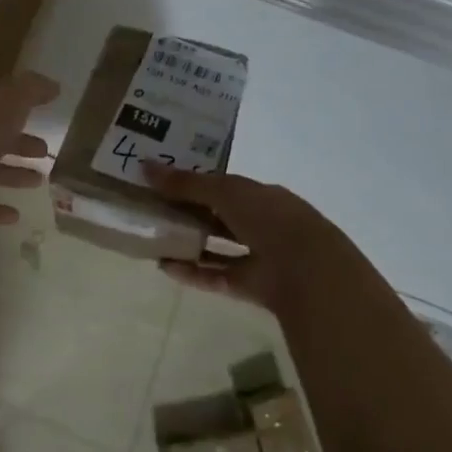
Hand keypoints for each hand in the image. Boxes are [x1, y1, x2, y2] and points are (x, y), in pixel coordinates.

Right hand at [143, 166, 366, 315]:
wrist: (307, 270)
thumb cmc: (268, 218)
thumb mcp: (224, 191)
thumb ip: (186, 182)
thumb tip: (144, 166)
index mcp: (261, 195)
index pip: (224, 186)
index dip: (194, 183)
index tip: (162, 182)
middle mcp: (261, 223)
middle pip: (219, 216)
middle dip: (189, 213)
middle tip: (152, 209)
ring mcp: (258, 256)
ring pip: (217, 247)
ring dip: (189, 243)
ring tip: (155, 238)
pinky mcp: (250, 286)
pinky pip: (216, 276)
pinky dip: (192, 272)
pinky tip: (165, 267)